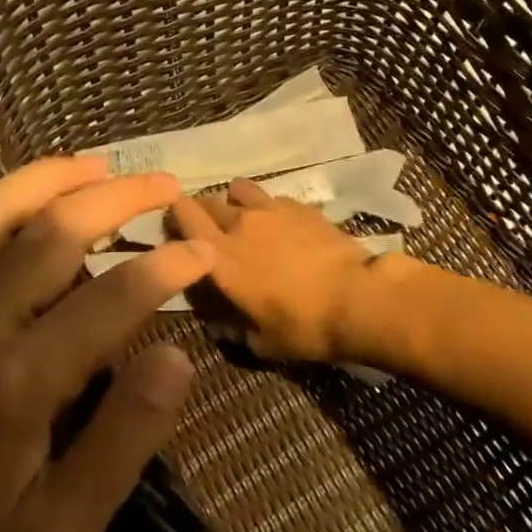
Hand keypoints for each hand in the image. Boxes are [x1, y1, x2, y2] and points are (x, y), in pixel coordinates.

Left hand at [0, 116, 213, 531]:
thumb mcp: (66, 530)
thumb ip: (124, 440)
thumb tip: (177, 355)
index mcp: (18, 381)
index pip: (111, 299)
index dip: (165, 268)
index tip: (202, 250)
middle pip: (58, 233)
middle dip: (121, 200)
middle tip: (165, 186)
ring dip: (54, 176)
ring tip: (101, 165)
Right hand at [170, 178, 373, 362]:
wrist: (357, 297)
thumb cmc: (304, 326)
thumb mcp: (263, 343)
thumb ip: (235, 332)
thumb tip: (220, 328)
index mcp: (220, 256)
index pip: (184, 216)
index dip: (175, 216)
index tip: (175, 228)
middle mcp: (239, 224)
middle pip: (207, 201)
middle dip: (202, 211)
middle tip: (208, 230)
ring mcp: (270, 209)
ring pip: (238, 188)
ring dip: (234, 200)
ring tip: (243, 217)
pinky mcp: (298, 205)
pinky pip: (272, 197)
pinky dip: (268, 207)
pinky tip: (280, 224)